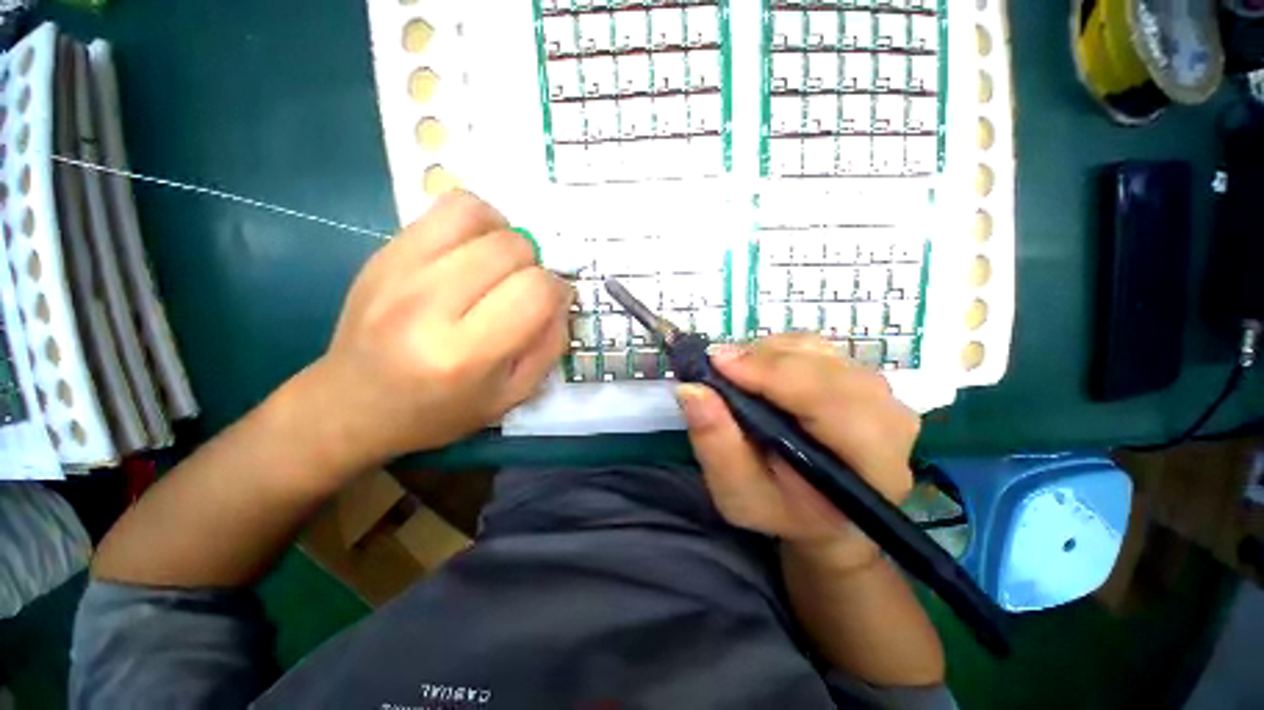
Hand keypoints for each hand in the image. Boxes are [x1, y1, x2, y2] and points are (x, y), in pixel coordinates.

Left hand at [297, 191, 570, 469]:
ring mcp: (399, 270)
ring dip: (506, 236)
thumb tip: (561, 298)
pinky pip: (446, 207)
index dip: (557, 292)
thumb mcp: (510, 396)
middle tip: (522, 290)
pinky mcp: (384, 251)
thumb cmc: (439, 410)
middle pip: (512, 248)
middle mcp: (429, 304)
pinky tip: (473, 250)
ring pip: (479, 215)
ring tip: (499, 264)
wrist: (352, 404)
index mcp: (465, 353)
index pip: (536, 292)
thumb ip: (549, 347)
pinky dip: (476, 221)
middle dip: (534, 266)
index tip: (552, 303)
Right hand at [676, 334, 919, 565]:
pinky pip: (816, 347)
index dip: (771, 374)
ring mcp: (880, 393)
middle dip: (763, 361)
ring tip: (736, 375)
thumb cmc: (780, 510)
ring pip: (817, 350)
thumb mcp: (737, 495)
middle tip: (718, 368)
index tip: (717, 363)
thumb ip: (716, 445)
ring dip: (767, 354)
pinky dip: (778, 351)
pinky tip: (759, 372)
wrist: (821, 512)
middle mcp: (889, 419)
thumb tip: (691, 389)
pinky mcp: (861, 377)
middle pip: (823, 367)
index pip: (829, 401)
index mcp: (872, 464)